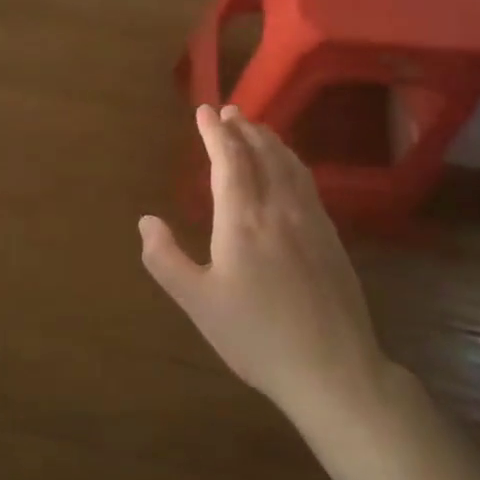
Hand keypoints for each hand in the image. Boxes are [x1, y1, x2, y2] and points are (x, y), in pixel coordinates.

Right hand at [139, 105, 387, 419]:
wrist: (333, 369)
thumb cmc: (255, 336)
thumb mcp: (197, 303)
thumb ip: (166, 259)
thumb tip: (146, 221)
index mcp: (243, 221)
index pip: (229, 161)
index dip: (215, 133)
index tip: (205, 111)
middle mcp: (279, 210)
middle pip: (263, 155)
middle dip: (244, 129)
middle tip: (231, 111)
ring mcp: (311, 222)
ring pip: (290, 166)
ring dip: (271, 141)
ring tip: (257, 129)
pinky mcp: (331, 238)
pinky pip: (308, 184)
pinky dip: (292, 163)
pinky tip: (290, 170)